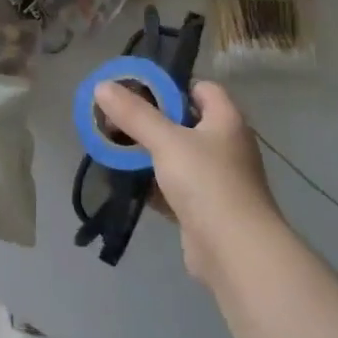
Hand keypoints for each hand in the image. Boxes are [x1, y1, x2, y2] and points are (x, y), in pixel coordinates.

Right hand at [94, 79, 282, 281]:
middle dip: (150, 120)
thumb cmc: (207, 183)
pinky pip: (173, 186)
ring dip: (147, 153)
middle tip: (115, 119)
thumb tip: (102, 86)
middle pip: (184, 121)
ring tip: (113, 147)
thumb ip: (134, 114)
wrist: (236, 252)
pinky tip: (124, 180)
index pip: (201, 88)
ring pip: (176, 156)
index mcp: (226, 120)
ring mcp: (217, 179)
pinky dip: (151, 183)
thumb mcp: (166, 141)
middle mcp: (226, 145)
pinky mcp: (204, 208)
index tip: (137, 89)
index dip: (171, 84)